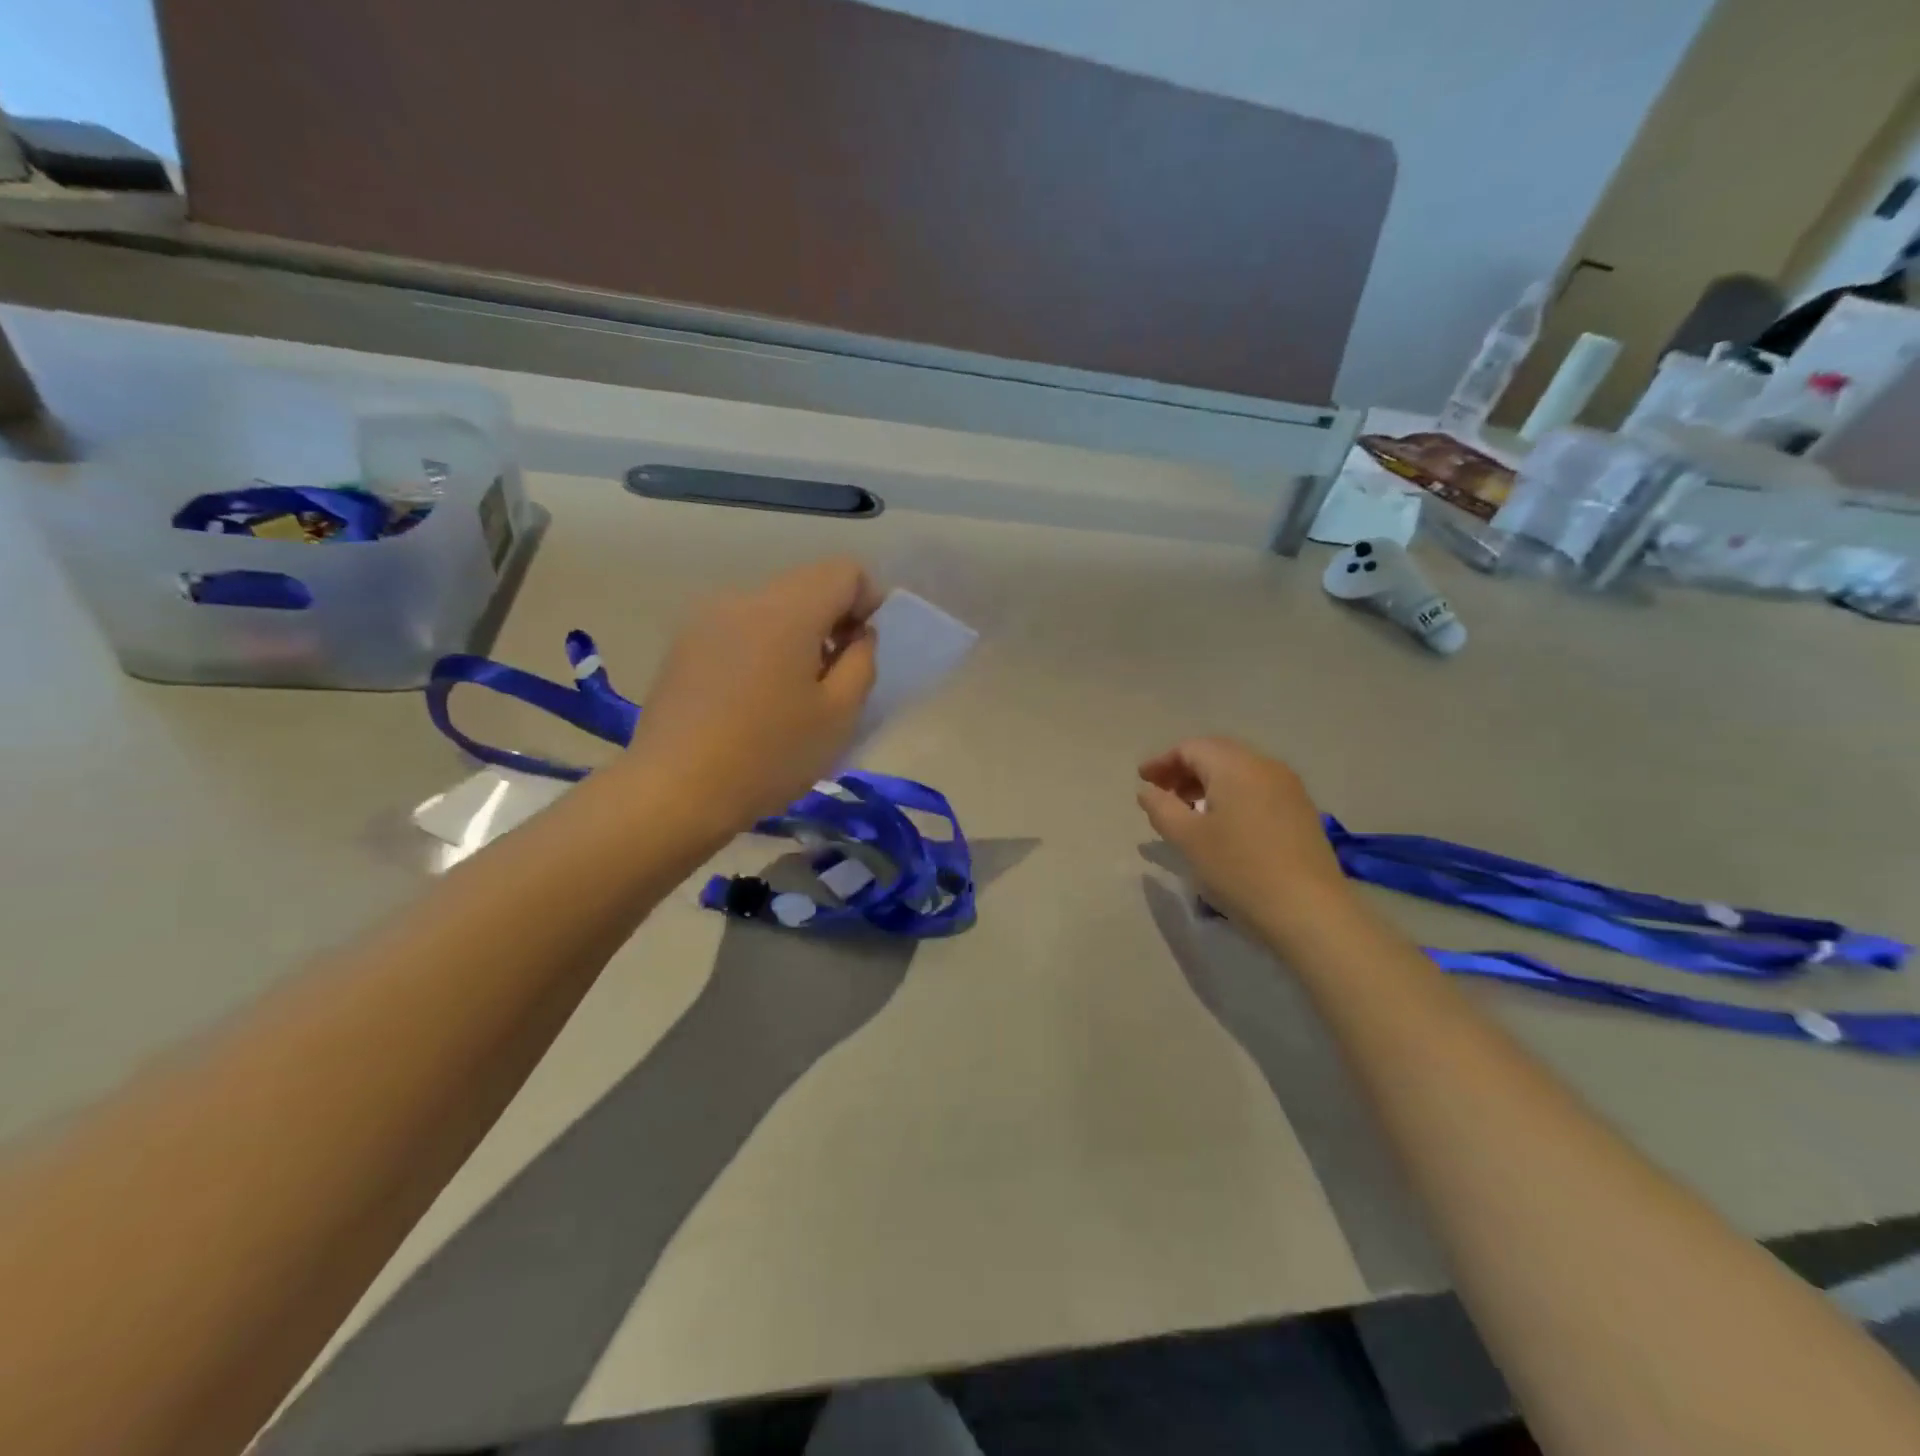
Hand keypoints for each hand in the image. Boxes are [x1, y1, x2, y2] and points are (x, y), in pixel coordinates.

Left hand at [628, 558, 881, 831]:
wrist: (674, 791)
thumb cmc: (770, 755)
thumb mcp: (840, 715)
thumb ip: (862, 662)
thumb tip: (858, 635)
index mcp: (787, 610)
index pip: (844, 572)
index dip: (870, 602)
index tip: (866, 649)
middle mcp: (744, 599)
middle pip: (806, 586)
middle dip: (833, 621)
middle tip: (837, 677)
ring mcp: (706, 620)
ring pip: (771, 609)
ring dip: (797, 637)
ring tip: (794, 694)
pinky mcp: (683, 647)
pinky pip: (740, 630)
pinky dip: (762, 649)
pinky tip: (754, 701)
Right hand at [1136, 737, 1354, 933]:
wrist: (1310, 912)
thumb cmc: (1239, 869)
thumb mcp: (1187, 839)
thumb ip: (1161, 808)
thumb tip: (1148, 791)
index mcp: (1235, 766)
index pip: (1191, 748)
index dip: (1162, 761)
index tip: (1141, 781)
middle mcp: (1265, 766)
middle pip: (1217, 754)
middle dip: (1184, 769)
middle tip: (1161, 793)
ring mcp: (1289, 788)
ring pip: (1239, 771)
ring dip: (1208, 783)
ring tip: (1187, 811)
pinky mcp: (1301, 812)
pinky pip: (1257, 789)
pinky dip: (1232, 796)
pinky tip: (1222, 824)